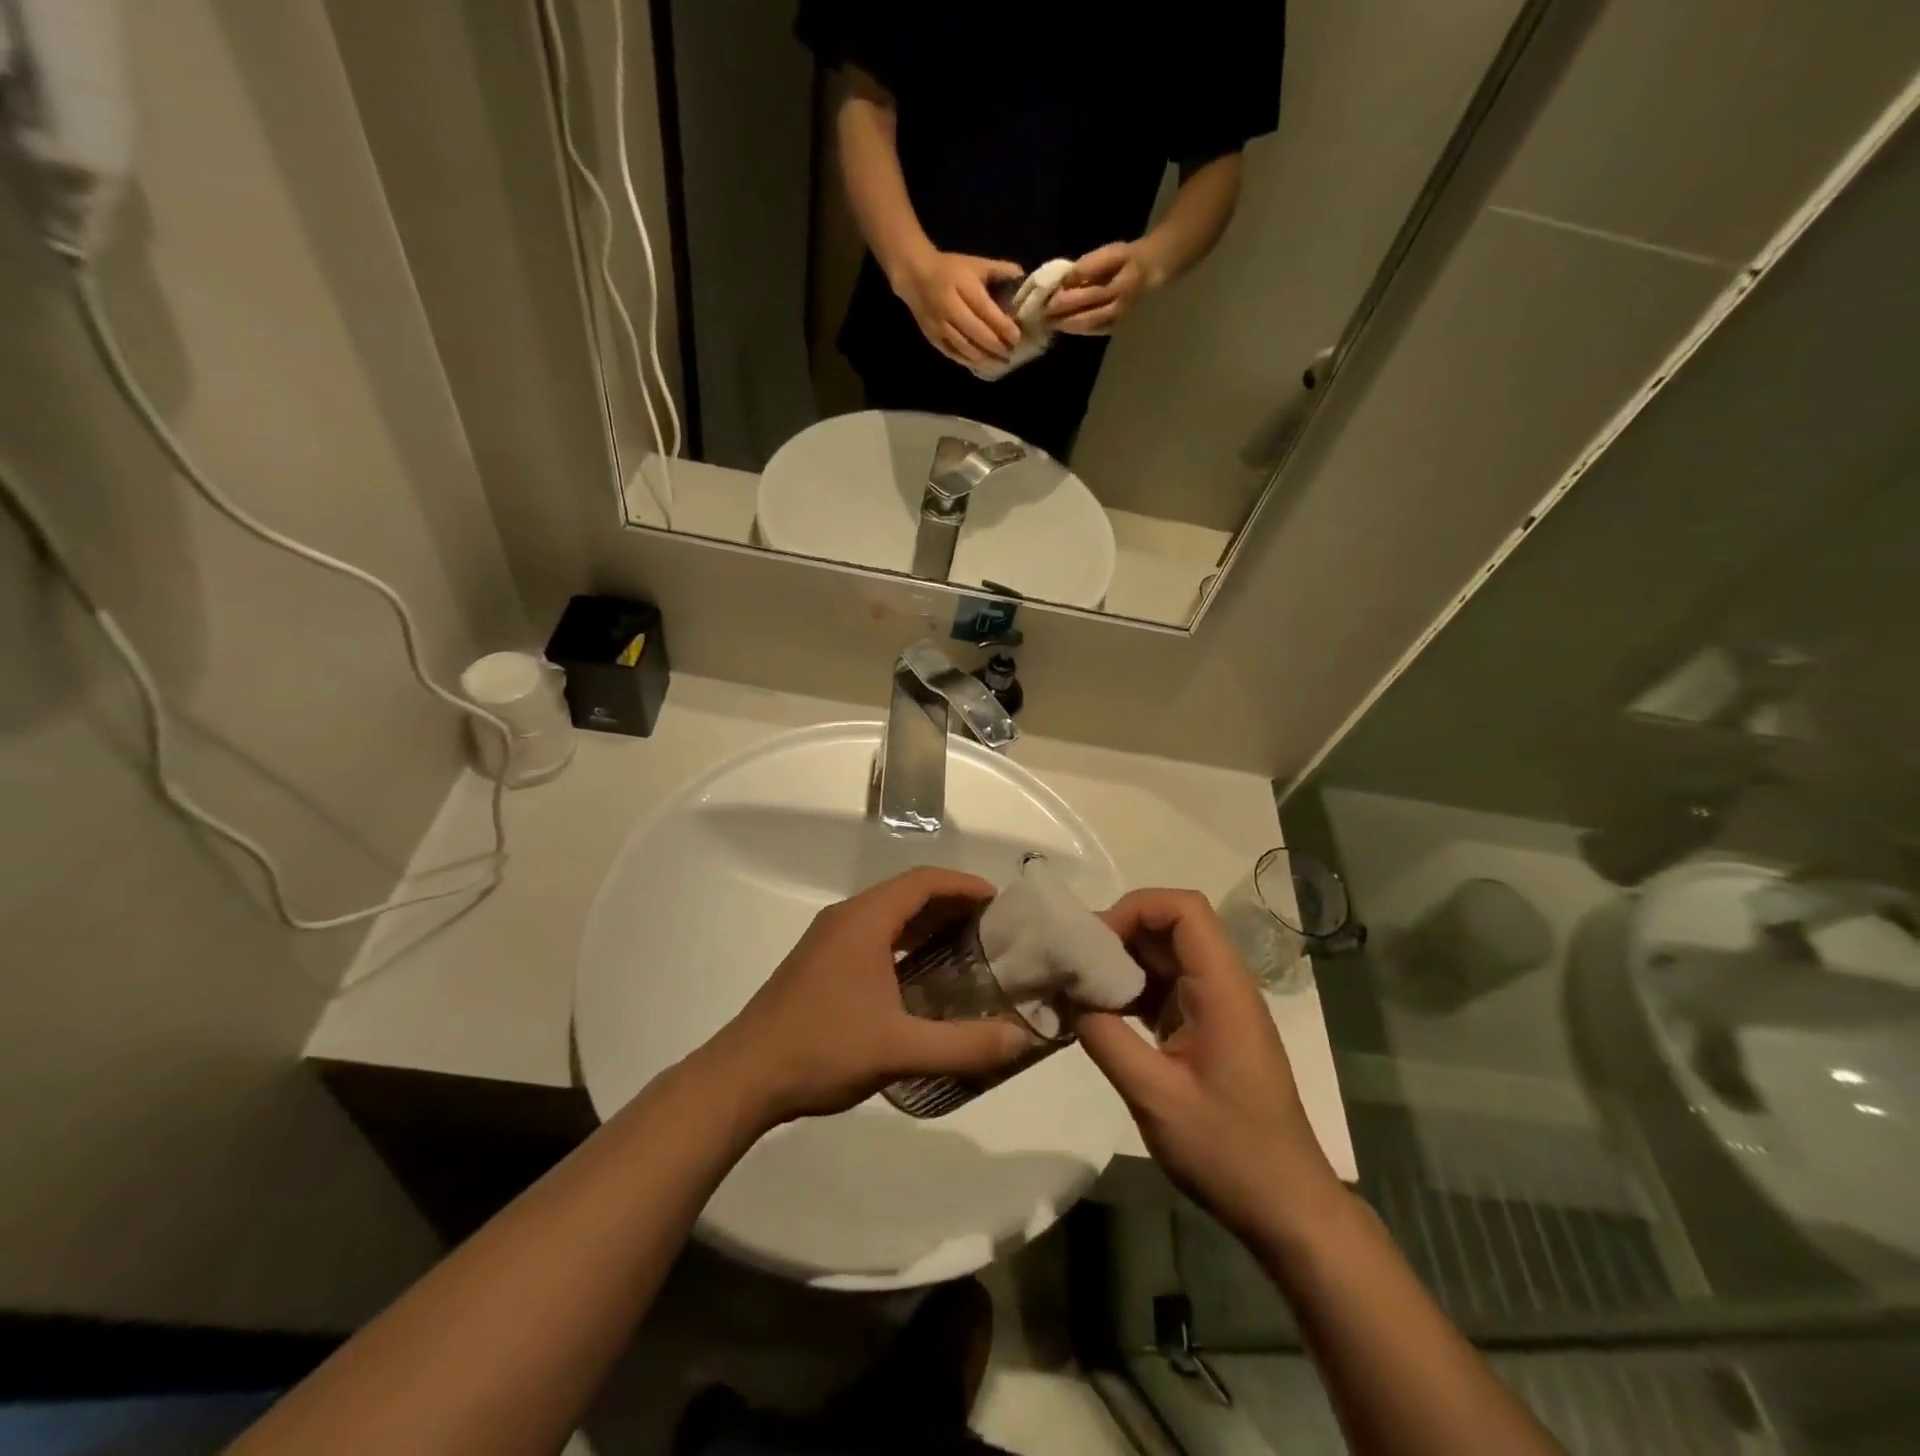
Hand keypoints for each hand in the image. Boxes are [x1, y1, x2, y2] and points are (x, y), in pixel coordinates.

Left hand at [704, 868, 1030, 1123]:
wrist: (743, 1077)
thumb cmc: (822, 1049)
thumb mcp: (900, 1049)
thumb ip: (965, 1044)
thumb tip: (1023, 1039)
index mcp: (864, 920)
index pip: (924, 881)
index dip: (964, 885)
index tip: (999, 903)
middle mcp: (846, 918)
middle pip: (907, 894)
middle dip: (951, 904)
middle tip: (992, 928)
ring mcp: (828, 940)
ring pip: (888, 916)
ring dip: (926, 924)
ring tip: (966, 948)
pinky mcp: (819, 963)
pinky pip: (872, 936)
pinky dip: (904, 943)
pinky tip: (921, 977)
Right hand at [893, 251, 1023, 367]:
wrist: (915, 276)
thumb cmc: (950, 269)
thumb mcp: (975, 264)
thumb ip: (999, 270)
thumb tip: (1022, 277)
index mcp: (963, 286)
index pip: (987, 311)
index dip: (1003, 327)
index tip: (1017, 337)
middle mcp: (950, 307)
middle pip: (977, 333)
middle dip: (996, 346)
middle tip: (1011, 353)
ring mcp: (940, 325)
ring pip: (965, 348)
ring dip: (985, 358)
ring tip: (1000, 363)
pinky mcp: (933, 337)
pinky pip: (953, 354)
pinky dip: (969, 361)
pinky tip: (982, 365)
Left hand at [1047, 240, 1166, 335]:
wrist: (1153, 271)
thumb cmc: (1129, 259)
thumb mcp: (1111, 253)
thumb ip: (1089, 267)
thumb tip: (1066, 280)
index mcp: (1121, 285)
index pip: (1089, 294)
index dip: (1067, 299)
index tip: (1046, 300)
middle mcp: (1120, 307)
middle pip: (1087, 314)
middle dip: (1062, 317)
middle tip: (1041, 316)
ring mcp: (1118, 320)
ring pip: (1089, 326)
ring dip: (1067, 326)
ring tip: (1048, 322)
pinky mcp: (1116, 328)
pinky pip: (1094, 331)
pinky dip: (1078, 329)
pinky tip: (1064, 326)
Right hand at [1076, 890, 1342, 1243]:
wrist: (1286, 1208)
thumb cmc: (1228, 1151)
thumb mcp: (1154, 1096)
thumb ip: (1105, 1037)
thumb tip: (1066, 994)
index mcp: (1222, 988)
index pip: (1183, 909)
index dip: (1134, 909)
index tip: (1094, 943)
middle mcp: (1224, 985)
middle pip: (1171, 927)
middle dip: (1119, 935)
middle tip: (1074, 964)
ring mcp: (1218, 1008)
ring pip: (1166, 957)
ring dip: (1123, 964)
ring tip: (1080, 988)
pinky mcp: (1209, 1030)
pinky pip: (1167, 989)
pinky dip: (1133, 992)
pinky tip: (1102, 1016)